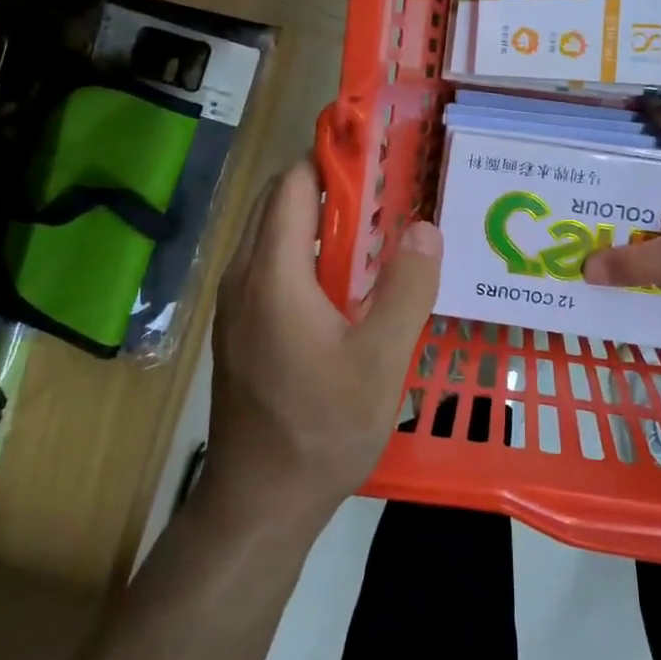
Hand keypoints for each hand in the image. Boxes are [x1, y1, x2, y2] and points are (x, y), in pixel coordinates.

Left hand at [204, 161, 440, 531]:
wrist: (258, 503)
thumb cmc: (321, 429)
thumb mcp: (380, 361)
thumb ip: (406, 289)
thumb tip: (424, 227)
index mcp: (272, 273)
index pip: (293, 184)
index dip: (330, 160)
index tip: (375, 156)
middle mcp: (243, 276)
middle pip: (278, 203)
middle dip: (327, 187)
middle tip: (384, 197)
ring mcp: (236, 304)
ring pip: (272, 235)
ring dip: (316, 221)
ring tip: (372, 236)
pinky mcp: (239, 329)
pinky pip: (269, 266)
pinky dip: (303, 253)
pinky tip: (343, 286)